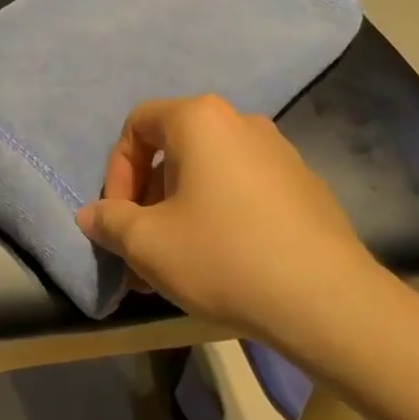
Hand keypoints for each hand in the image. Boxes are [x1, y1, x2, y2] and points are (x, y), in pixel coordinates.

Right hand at [76, 95, 378, 337]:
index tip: (118, 218)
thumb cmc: (223, 257)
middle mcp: (241, 121)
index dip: (116, 171)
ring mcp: (279, 151)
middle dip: (147, 200)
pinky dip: (219, 215)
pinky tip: (223, 262)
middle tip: (142, 250)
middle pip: (173, 150)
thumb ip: (110, 222)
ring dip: (180, 211)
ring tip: (176, 264)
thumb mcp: (148, 244)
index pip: (138, 125)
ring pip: (208, 173)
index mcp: (200, 120)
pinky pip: (243, 189)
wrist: (326, 299)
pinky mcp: (304, 185)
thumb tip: (91, 214)